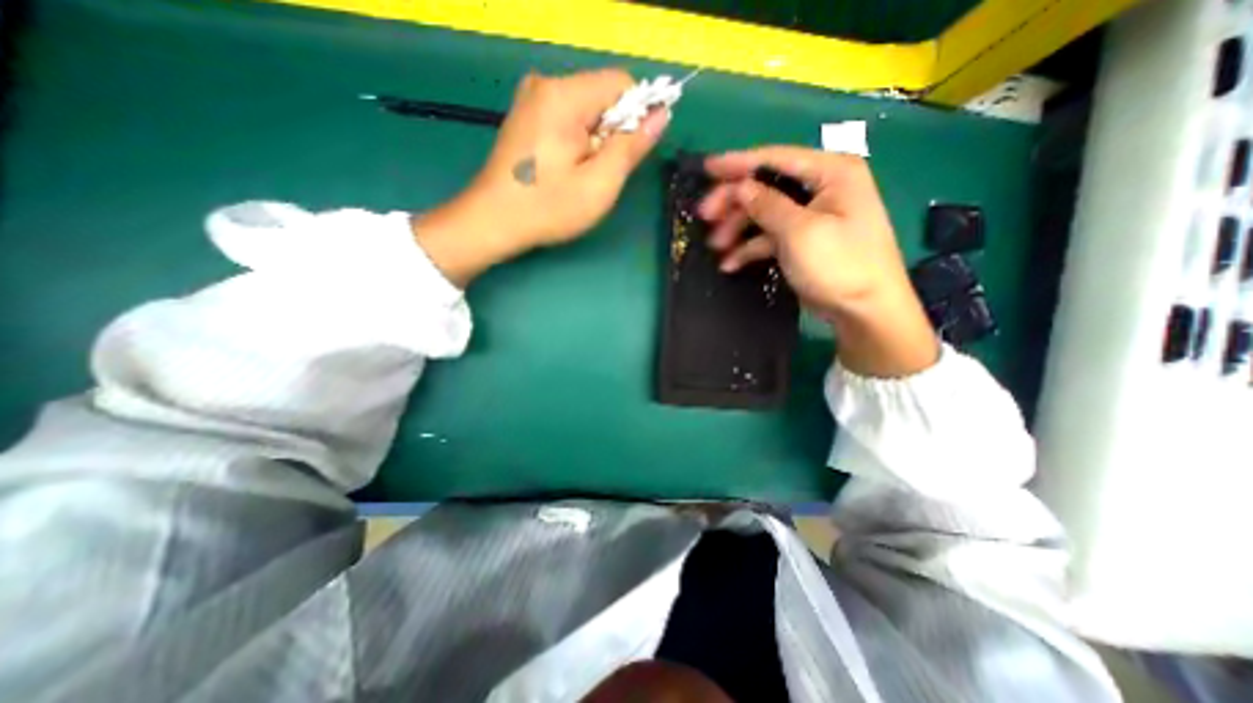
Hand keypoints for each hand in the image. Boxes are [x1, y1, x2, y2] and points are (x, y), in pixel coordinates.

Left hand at [414, 67, 669, 284]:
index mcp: (564, 96)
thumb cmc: (548, 208)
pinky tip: (566, 170)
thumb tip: (661, 115)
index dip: (636, 117)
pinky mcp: (526, 116)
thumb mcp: (600, 184)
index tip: (628, 155)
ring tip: (581, 175)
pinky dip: (578, 142)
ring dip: (596, 142)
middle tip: (599, 174)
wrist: (493, 221)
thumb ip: (631, 146)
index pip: (622, 84)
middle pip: (603, 96)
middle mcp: (545, 84)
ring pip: (587, 110)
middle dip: (613, 134)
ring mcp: (532, 99)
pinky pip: (568, 119)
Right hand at [701, 142, 933, 375]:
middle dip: (734, 202)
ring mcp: (810, 217)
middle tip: (705, 216)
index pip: (775, 158)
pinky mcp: (802, 241)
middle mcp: (821, 188)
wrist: (865, 312)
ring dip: (738, 228)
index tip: (706, 168)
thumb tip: (740, 187)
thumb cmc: (839, 265)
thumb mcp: (800, 232)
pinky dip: (750, 247)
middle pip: (765, 187)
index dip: (738, 163)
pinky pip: (770, 237)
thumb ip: (767, 204)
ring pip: (764, 213)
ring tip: (715, 246)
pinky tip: (730, 263)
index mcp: (830, 172)